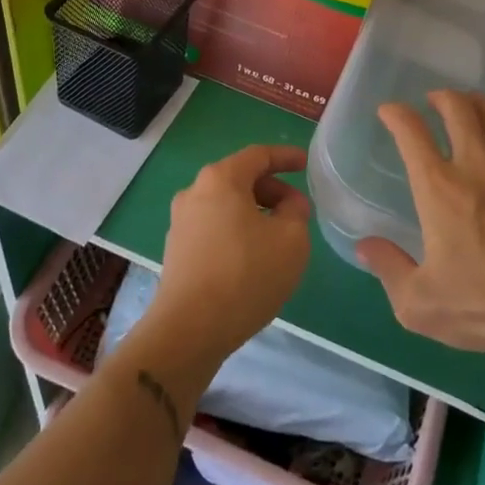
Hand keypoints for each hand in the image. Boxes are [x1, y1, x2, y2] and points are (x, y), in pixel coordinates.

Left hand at [143, 144, 312, 366]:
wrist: (190, 329)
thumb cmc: (246, 274)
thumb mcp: (291, 240)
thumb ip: (296, 211)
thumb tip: (288, 205)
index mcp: (221, 179)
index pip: (258, 155)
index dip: (286, 157)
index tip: (307, 164)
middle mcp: (194, 192)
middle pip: (240, 178)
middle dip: (273, 190)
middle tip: (298, 211)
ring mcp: (181, 221)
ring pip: (227, 205)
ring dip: (255, 213)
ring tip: (279, 238)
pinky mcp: (177, 249)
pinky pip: (214, 227)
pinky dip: (237, 231)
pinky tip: (253, 258)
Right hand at [359, 91, 484, 353]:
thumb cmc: (483, 305)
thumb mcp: (419, 303)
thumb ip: (388, 269)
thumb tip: (364, 246)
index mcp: (439, 189)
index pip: (411, 133)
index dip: (396, 114)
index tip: (389, 111)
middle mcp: (477, 168)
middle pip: (460, 111)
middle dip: (443, 98)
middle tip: (434, 100)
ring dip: (481, 106)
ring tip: (472, 105)